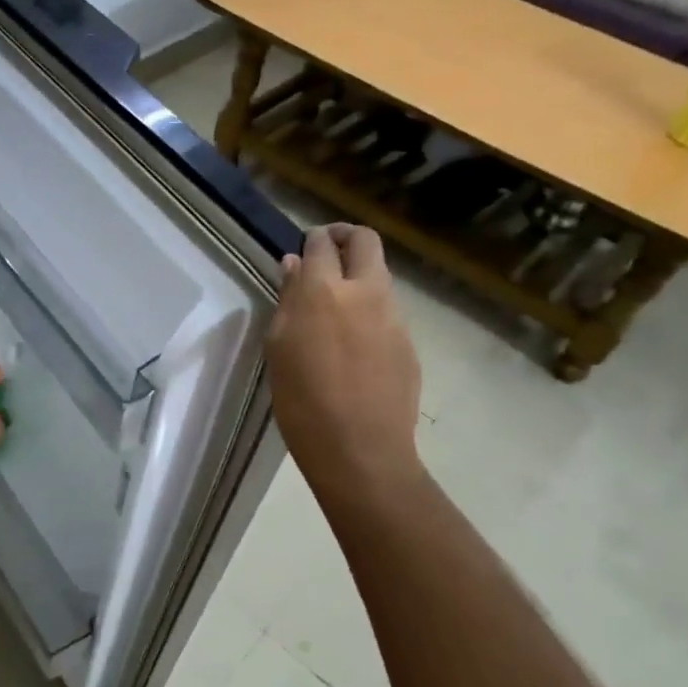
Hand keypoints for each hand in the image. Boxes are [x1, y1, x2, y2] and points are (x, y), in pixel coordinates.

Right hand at [266, 225, 424, 499]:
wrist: (360, 450)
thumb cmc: (302, 402)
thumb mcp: (279, 348)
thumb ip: (288, 300)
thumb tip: (294, 267)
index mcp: (323, 292)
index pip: (320, 244)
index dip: (311, 239)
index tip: (303, 247)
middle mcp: (364, 292)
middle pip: (365, 240)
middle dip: (345, 236)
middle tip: (327, 253)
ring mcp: (393, 316)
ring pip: (380, 275)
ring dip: (360, 275)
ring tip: (337, 305)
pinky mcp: (408, 342)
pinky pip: (388, 311)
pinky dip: (370, 310)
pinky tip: (354, 344)